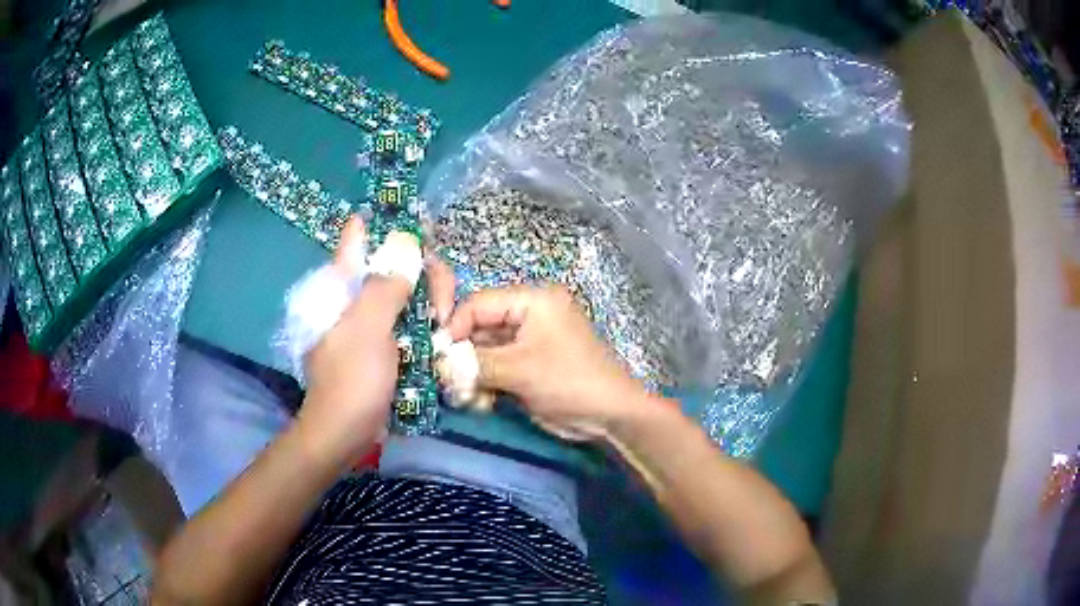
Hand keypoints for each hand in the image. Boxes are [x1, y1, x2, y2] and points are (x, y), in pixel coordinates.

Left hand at [298, 221, 456, 466]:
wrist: (346, 431)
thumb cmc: (352, 379)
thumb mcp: (368, 329)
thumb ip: (385, 285)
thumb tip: (406, 245)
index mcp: (343, 283)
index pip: (360, 235)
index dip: (389, 224)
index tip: (424, 234)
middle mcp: (358, 295)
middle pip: (396, 261)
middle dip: (424, 274)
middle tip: (440, 306)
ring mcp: (373, 319)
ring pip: (408, 291)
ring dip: (431, 301)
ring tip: (443, 326)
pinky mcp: (386, 342)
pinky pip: (411, 319)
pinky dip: (428, 321)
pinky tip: (441, 335)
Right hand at [445, 284, 647, 440]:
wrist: (609, 415)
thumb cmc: (568, 381)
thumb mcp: (519, 369)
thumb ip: (475, 363)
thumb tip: (439, 363)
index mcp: (532, 301)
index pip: (480, 303)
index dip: (455, 327)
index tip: (437, 355)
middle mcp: (529, 315)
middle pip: (480, 328)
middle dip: (463, 357)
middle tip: (447, 381)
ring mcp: (528, 343)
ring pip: (485, 352)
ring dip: (472, 375)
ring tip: (465, 396)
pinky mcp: (527, 366)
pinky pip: (496, 369)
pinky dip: (485, 384)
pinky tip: (482, 403)